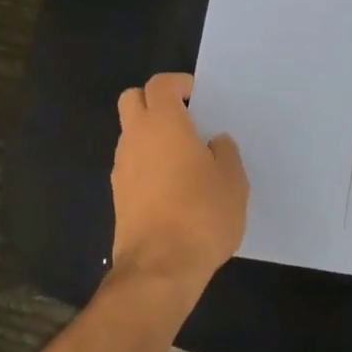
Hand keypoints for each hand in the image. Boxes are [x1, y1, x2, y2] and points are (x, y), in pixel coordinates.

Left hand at [110, 72, 249, 285]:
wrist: (160, 268)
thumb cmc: (203, 214)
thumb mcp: (233, 180)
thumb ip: (224, 153)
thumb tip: (213, 143)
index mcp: (164, 124)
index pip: (160, 85)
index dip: (179, 84)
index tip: (198, 96)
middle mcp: (136, 138)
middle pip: (132, 100)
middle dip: (155, 101)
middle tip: (185, 118)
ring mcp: (122, 168)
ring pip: (130, 134)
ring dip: (151, 134)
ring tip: (184, 157)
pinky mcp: (118, 196)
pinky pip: (131, 164)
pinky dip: (147, 163)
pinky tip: (172, 186)